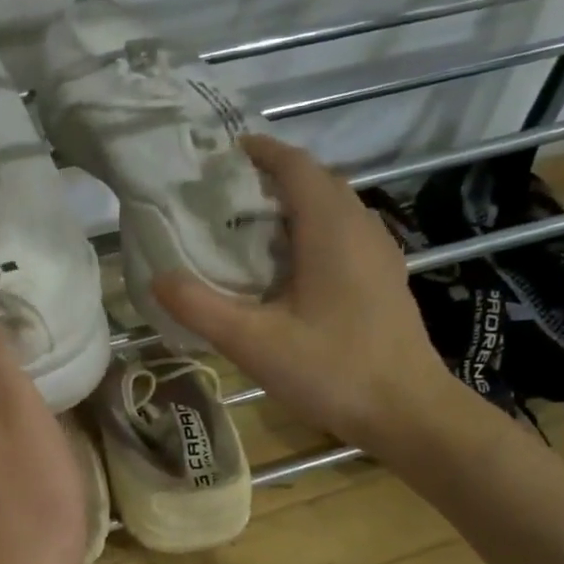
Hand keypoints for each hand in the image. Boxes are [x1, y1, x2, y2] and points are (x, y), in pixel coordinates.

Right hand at [154, 135, 465, 458]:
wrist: (405, 410)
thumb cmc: (331, 370)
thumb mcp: (254, 343)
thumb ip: (201, 308)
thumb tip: (158, 278)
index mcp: (330, 228)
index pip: (295, 166)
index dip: (260, 153)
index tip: (224, 155)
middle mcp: (360, 227)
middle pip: (316, 183)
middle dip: (272, 180)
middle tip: (226, 199)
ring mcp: (379, 253)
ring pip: (333, 211)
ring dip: (293, 209)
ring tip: (250, 233)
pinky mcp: (384, 280)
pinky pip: (344, 237)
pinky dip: (311, 236)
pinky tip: (289, 273)